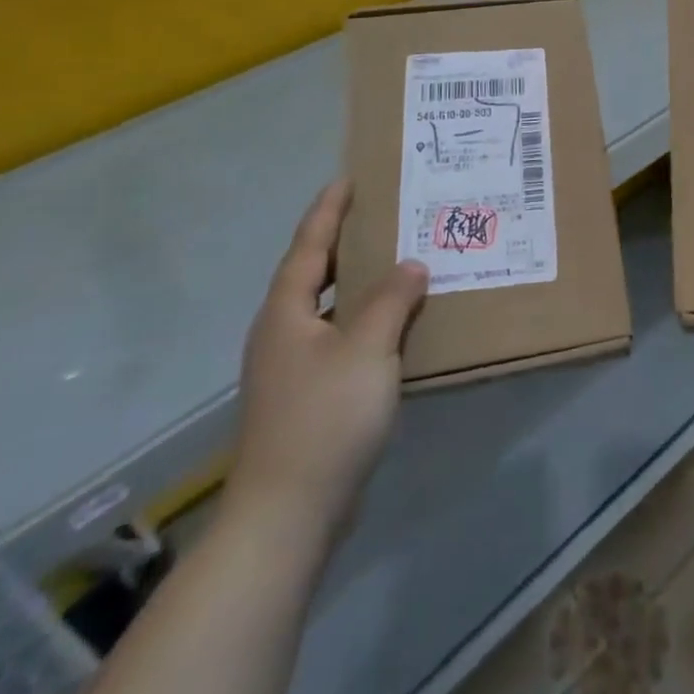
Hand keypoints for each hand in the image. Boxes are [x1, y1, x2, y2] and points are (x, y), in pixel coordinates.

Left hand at [225, 181, 427, 542]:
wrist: (287, 514)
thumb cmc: (325, 418)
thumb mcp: (367, 348)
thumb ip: (392, 299)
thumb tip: (411, 265)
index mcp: (286, 313)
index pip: (308, 246)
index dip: (328, 211)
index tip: (349, 179)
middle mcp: (282, 333)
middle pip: (313, 274)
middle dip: (344, 243)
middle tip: (383, 214)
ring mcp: (291, 368)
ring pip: (328, 308)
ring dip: (358, 283)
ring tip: (396, 261)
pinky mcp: (306, 397)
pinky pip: (339, 338)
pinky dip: (364, 320)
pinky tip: (395, 325)